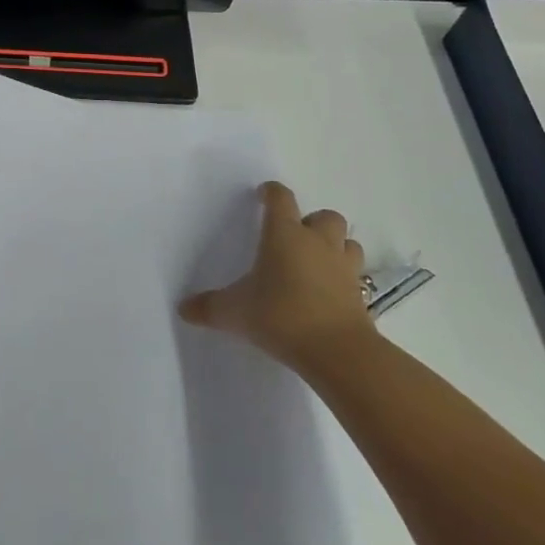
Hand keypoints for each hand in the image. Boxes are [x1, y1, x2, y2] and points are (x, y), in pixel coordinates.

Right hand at [178, 182, 375, 380]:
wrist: (337, 351)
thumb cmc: (280, 315)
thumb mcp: (234, 312)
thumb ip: (209, 307)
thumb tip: (183, 308)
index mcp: (284, 234)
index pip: (281, 198)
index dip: (271, 193)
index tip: (262, 196)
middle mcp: (317, 243)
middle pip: (325, 216)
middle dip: (312, 222)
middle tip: (295, 238)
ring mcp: (344, 268)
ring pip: (347, 243)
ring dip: (335, 246)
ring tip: (317, 262)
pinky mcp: (361, 295)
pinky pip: (356, 277)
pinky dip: (344, 279)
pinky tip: (329, 294)